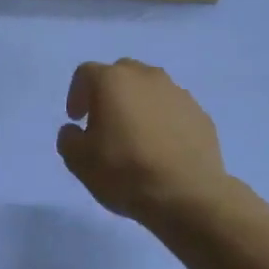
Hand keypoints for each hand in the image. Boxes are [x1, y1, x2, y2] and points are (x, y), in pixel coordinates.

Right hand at [57, 59, 226, 224]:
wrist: (186, 194)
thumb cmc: (124, 172)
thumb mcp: (78, 161)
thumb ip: (69, 138)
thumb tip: (75, 131)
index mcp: (112, 81)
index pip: (86, 73)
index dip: (76, 94)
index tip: (77, 119)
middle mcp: (147, 77)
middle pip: (121, 74)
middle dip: (109, 93)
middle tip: (104, 123)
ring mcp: (178, 93)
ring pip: (150, 90)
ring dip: (138, 105)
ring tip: (135, 138)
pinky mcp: (200, 114)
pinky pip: (173, 110)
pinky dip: (163, 121)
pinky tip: (161, 149)